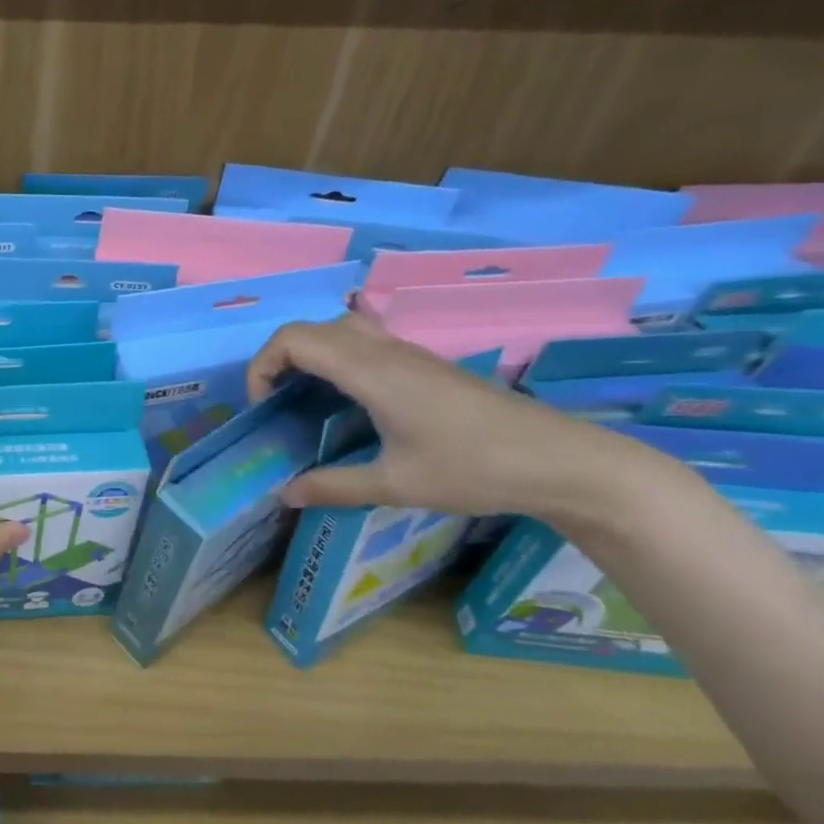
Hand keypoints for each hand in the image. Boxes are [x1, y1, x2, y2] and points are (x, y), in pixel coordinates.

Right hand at [245, 312, 676, 524]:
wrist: (561, 460)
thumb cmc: (474, 469)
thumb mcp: (395, 485)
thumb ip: (333, 486)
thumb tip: (284, 495)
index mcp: (371, 371)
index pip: (294, 338)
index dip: (263, 364)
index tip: (263, 407)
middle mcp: (385, 351)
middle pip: (311, 328)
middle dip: (279, 358)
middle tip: (277, 403)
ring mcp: (408, 354)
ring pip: (340, 328)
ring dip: (310, 354)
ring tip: (305, 399)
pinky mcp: (425, 364)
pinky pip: (364, 342)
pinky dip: (337, 359)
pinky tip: (348, 402)